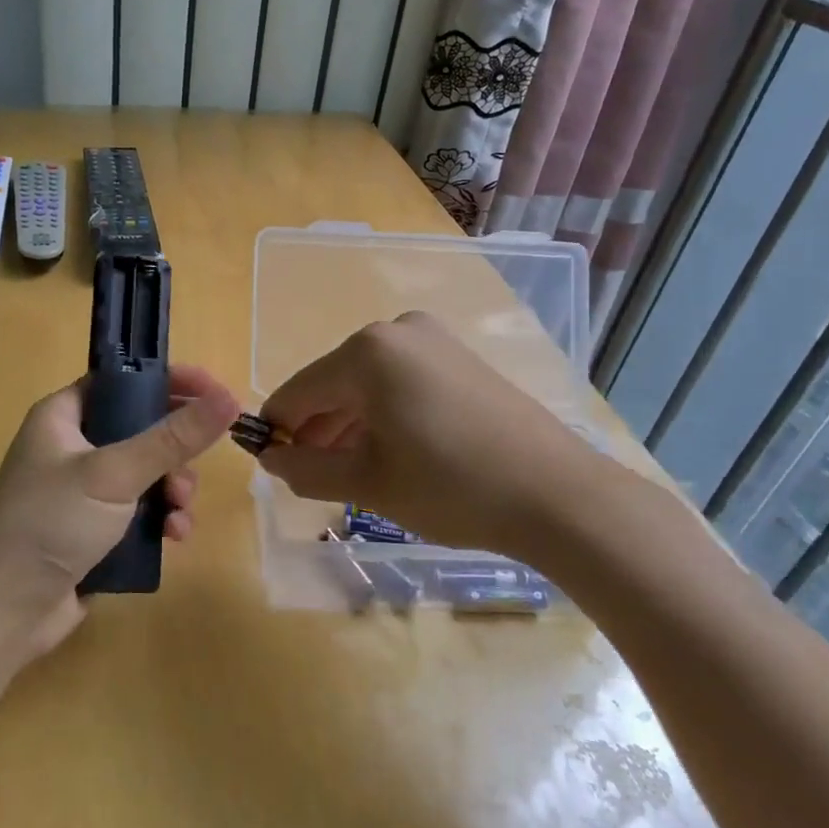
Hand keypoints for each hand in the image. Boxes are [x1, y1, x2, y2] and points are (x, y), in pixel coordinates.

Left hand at [0, 364, 238, 658]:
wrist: (3, 609)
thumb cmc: (51, 522)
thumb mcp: (114, 473)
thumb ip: (172, 438)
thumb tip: (228, 398)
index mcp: (64, 416)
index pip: (123, 381)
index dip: (167, 382)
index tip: (213, 392)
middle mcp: (73, 447)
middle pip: (142, 429)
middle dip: (175, 451)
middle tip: (191, 471)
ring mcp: (84, 491)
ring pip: (148, 474)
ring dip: (173, 490)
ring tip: (179, 514)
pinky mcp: (96, 530)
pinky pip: (141, 511)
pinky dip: (161, 519)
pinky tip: (173, 538)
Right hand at [257, 312, 609, 558]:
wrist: (558, 496)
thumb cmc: (451, 487)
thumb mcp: (367, 483)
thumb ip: (306, 470)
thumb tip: (270, 460)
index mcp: (366, 352)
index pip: (298, 392)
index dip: (278, 432)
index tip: (271, 467)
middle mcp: (396, 331)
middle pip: (333, 384)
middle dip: (317, 430)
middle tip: (314, 478)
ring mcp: (433, 341)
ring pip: (367, 384)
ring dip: (349, 425)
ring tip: (350, 472)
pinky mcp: (459, 358)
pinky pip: (400, 382)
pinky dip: (383, 414)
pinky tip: (389, 452)